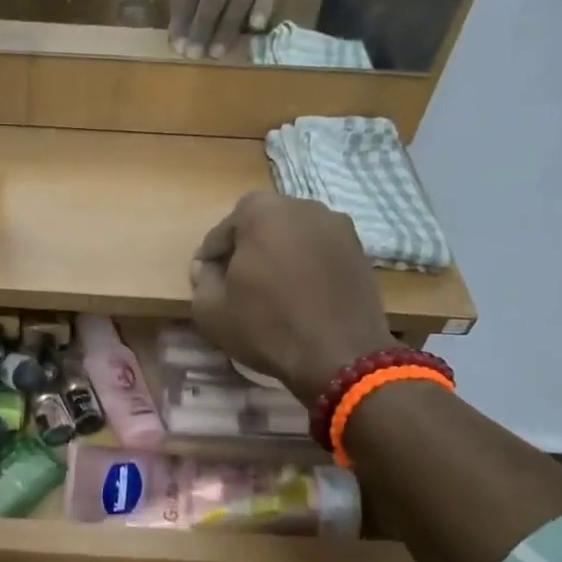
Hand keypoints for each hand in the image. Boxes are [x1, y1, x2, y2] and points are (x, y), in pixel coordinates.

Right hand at [189, 191, 395, 404]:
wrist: (340, 355)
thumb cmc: (267, 327)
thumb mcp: (211, 311)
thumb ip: (202, 280)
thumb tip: (207, 268)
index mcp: (261, 211)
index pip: (223, 230)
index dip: (211, 258)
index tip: (209, 282)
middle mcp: (302, 206)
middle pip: (262, 225)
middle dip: (247, 249)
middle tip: (239, 283)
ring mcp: (337, 226)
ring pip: (294, 236)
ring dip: (280, 255)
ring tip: (273, 289)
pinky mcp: (359, 249)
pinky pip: (320, 251)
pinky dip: (307, 265)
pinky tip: (302, 295)